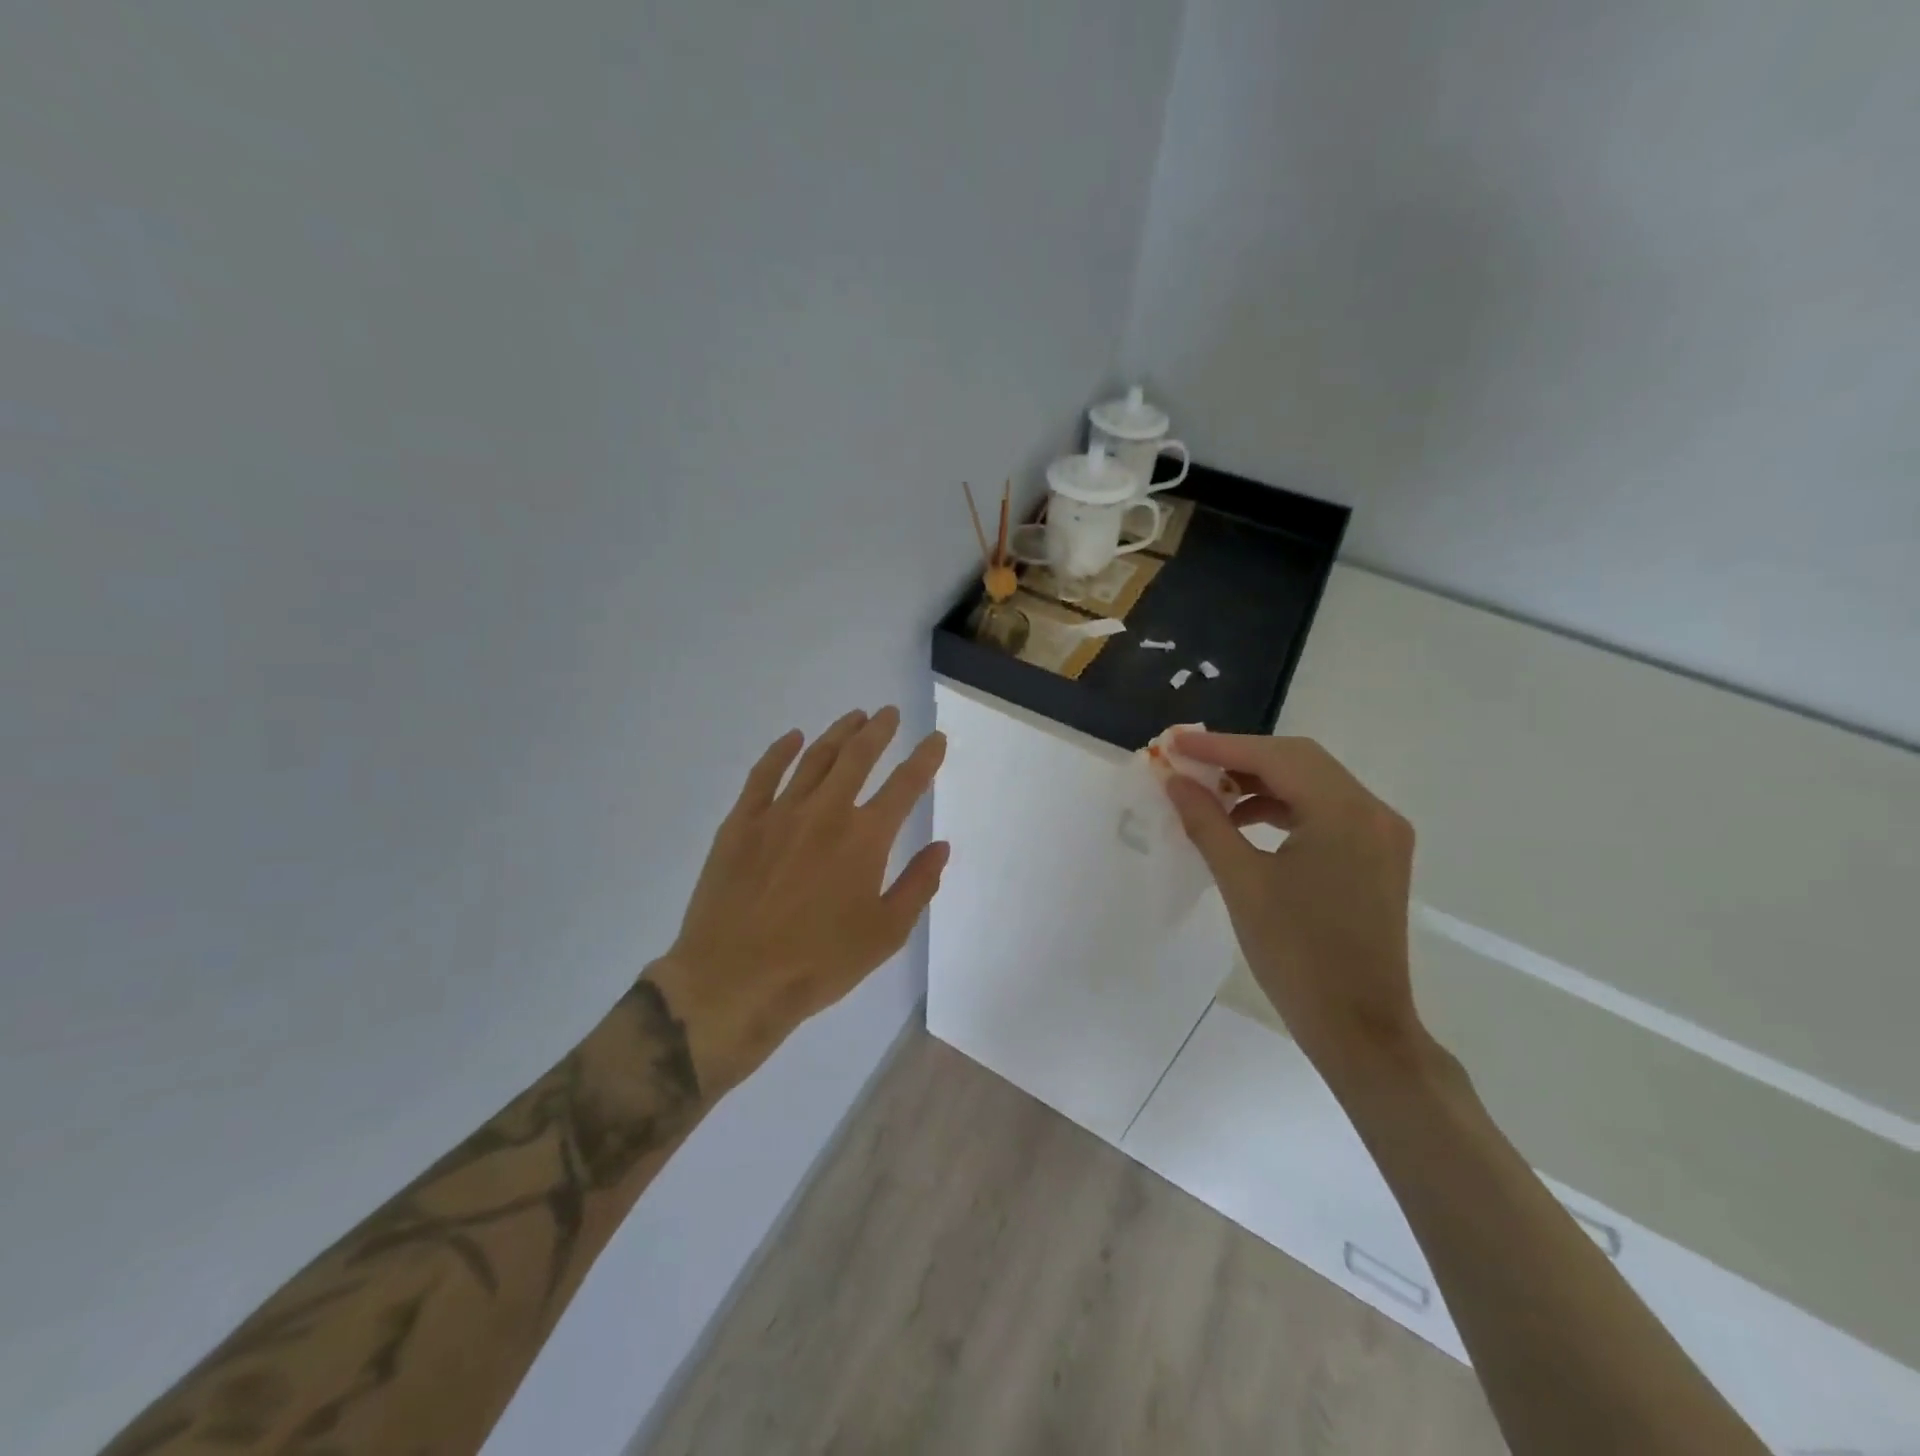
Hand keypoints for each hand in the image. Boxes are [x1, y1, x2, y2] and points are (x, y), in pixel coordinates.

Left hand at [647, 707, 948, 1092]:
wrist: (734, 981)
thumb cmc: (819, 964)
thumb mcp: (885, 934)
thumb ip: (918, 885)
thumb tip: (941, 846)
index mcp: (865, 838)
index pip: (906, 785)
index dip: (925, 758)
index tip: (936, 739)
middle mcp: (826, 812)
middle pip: (858, 756)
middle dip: (879, 731)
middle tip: (889, 714)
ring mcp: (779, 813)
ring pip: (815, 758)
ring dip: (838, 733)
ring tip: (854, 718)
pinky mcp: (741, 823)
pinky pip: (763, 774)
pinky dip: (781, 751)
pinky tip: (793, 738)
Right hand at [1163, 732, 1423, 1079]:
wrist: (1360, 1029)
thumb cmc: (1297, 957)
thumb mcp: (1243, 884)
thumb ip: (1207, 822)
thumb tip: (1174, 780)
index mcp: (1345, 814)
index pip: (1276, 758)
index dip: (1220, 746)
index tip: (1173, 742)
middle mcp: (1373, 811)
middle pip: (1299, 760)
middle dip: (1239, 757)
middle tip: (1187, 761)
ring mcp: (1380, 833)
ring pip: (1312, 783)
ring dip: (1260, 781)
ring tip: (1209, 793)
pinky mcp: (1376, 854)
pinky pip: (1324, 810)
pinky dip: (1282, 807)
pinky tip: (1244, 821)